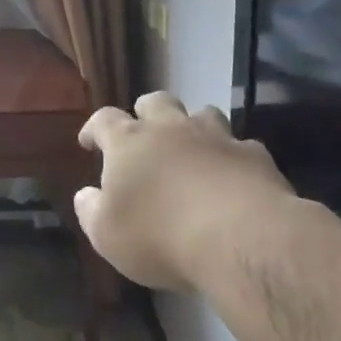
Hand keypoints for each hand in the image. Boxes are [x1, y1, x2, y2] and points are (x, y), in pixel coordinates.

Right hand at [75, 92, 295, 290]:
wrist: (241, 239)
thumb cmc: (160, 236)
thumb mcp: (107, 235)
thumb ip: (91, 210)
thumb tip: (86, 195)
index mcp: (129, 143)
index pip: (103, 120)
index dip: (94, 128)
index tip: (89, 142)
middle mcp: (170, 129)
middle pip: (156, 102)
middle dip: (146, 112)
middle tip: (143, 132)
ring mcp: (216, 138)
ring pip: (202, 113)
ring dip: (193, 126)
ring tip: (191, 147)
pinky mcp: (254, 156)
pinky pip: (241, 145)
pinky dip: (232, 156)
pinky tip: (233, 176)